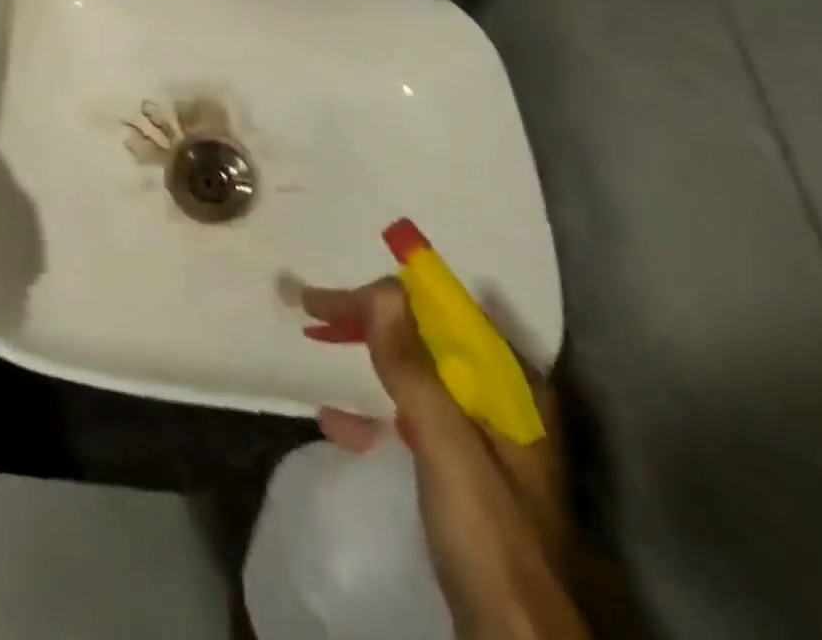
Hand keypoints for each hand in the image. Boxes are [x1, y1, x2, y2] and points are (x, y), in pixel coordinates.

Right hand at [301, 280, 587, 639]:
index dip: (386, 295)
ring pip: (417, 374)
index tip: (331, 299)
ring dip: (369, 354)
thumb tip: (383, 287)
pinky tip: (335, 419)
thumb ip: (413, 367)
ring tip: (318, 341)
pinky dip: (373, 410)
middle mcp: (500, 400)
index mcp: (509, 383)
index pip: (441, 310)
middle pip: (427, 337)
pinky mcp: (465, 476)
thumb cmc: (486, 535)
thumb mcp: (445, 444)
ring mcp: (484, 439)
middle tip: (313, 310)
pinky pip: (412, 420)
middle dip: (371, 320)